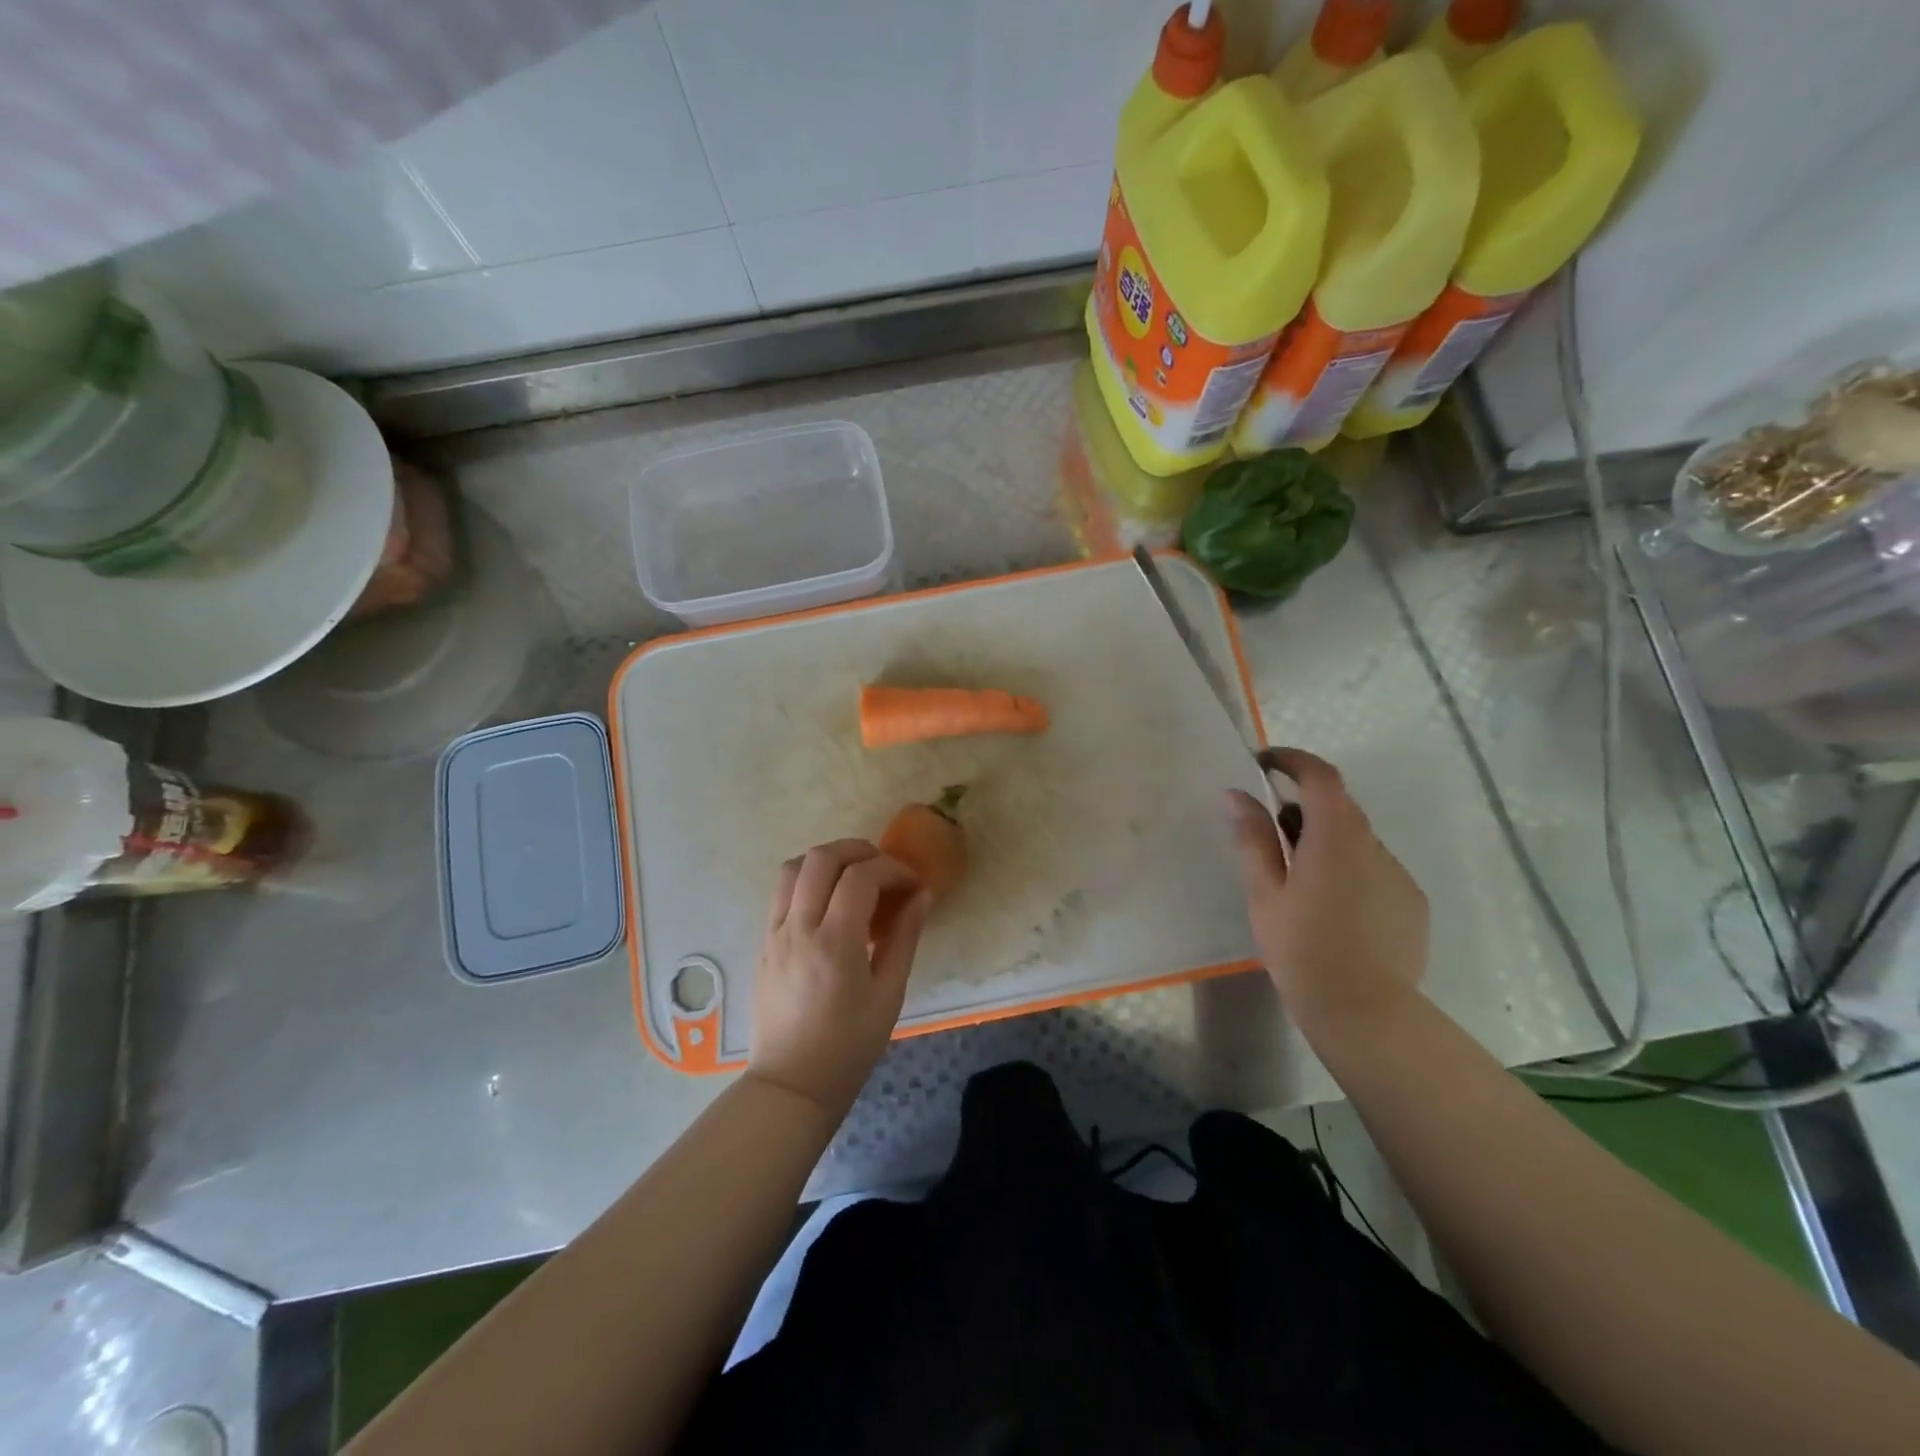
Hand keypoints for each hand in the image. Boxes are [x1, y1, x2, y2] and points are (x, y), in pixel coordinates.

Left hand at [748, 839, 931, 1116]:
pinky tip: (829, 902)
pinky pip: (782, 892)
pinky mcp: (764, 942)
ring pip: (794, 867)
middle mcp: (799, 928)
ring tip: (854, 877)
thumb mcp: (888, 995)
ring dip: (828, 860)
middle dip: (859, 850)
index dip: (893, 869)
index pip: (861, 876)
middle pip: (822, 858)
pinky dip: (808, 880)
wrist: (792, 1084)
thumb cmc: (849, 1046)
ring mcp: (775, 933)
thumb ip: (904, 938)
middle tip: (884, 869)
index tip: (912, 885)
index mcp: (835, 943)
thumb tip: (922, 896)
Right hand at [1228, 747, 1428, 1035]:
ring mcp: (1398, 874)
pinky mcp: (1411, 902)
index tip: (1263, 763)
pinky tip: (1330, 910)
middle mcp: (1374, 846)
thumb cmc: (1302, 949)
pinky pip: (1374, 868)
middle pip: (1338, 806)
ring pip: (1355, 840)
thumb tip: (1237, 795)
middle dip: (1301, 807)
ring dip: (1324, 841)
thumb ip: (1253, 838)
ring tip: (1296, 882)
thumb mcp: (1265, 892)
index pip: (1320, 776)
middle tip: (1268, 833)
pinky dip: (1348, 869)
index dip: (1292, 760)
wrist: (1366, 1013)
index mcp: (1335, 837)